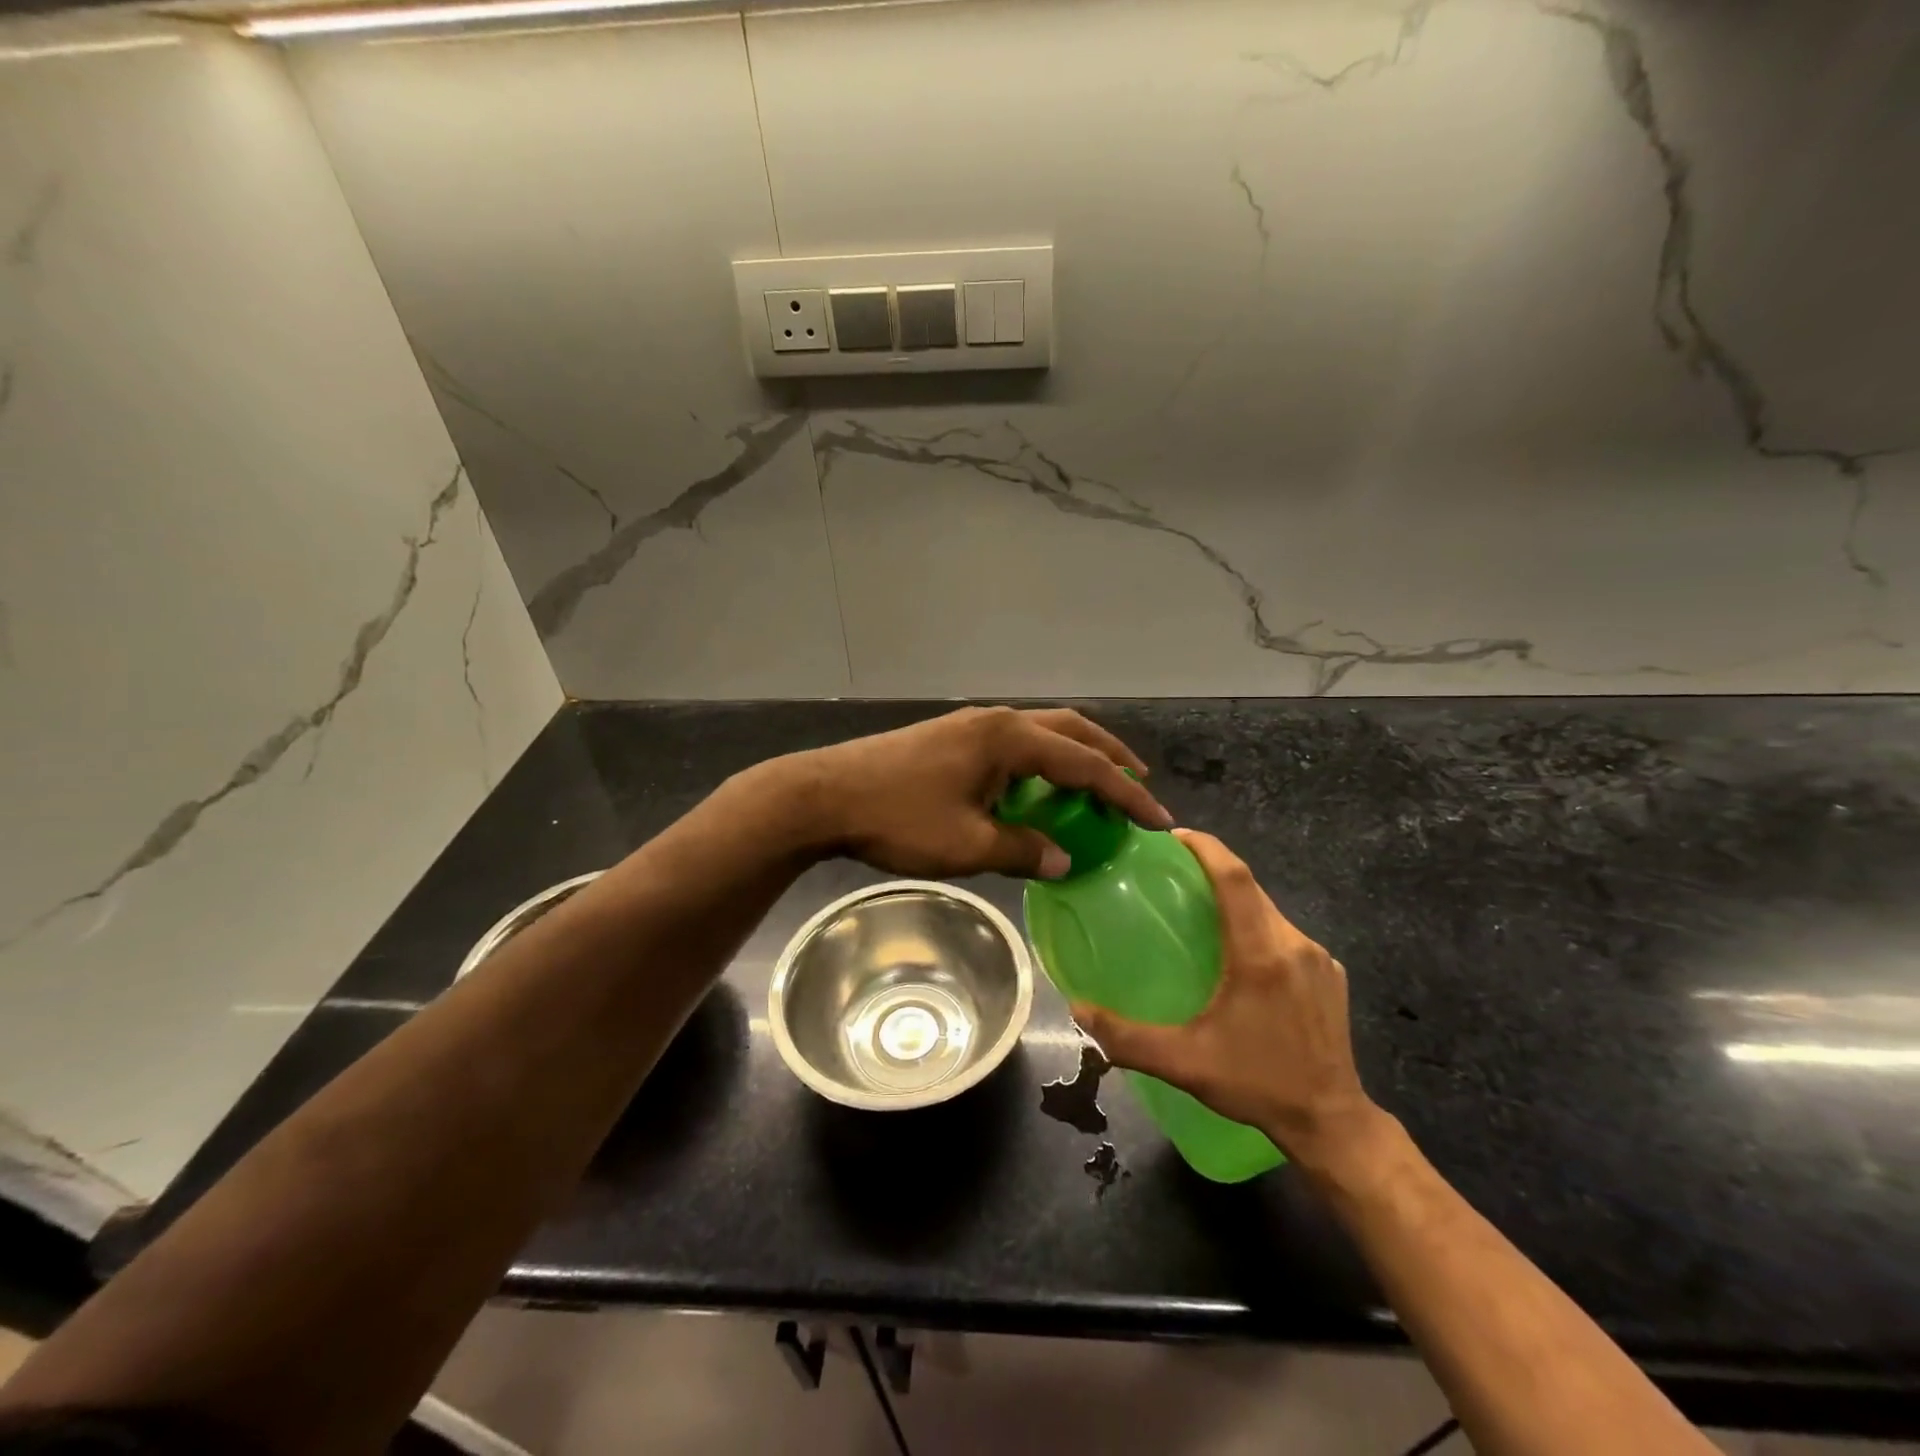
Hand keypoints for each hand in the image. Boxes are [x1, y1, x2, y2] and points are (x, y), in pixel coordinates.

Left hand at [790, 706, 1171, 878]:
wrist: (825, 794)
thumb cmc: (899, 818)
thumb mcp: (968, 844)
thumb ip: (1023, 850)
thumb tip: (1064, 859)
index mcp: (1009, 739)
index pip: (1084, 765)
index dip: (1125, 794)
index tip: (1158, 821)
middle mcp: (997, 721)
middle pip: (1070, 731)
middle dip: (1109, 756)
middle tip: (1139, 784)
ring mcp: (972, 724)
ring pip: (1042, 732)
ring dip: (1075, 754)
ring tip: (1097, 783)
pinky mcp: (952, 736)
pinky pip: (1015, 742)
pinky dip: (1042, 760)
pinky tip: (1039, 786)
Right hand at [1070, 829, 1384, 1171]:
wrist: (1332, 1123)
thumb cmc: (1257, 1084)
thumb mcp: (1184, 1062)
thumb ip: (1125, 1037)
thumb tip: (1076, 1009)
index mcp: (1261, 954)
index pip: (1235, 878)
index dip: (1206, 848)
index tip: (1174, 836)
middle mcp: (1294, 945)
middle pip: (1251, 889)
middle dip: (1214, 870)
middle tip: (1173, 873)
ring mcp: (1319, 959)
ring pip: (1269, 911)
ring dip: (1236, 901)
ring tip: (1200, 909)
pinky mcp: (1330, 976)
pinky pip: (1286, 934)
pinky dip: (1257, 926)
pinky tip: (1238, 952)